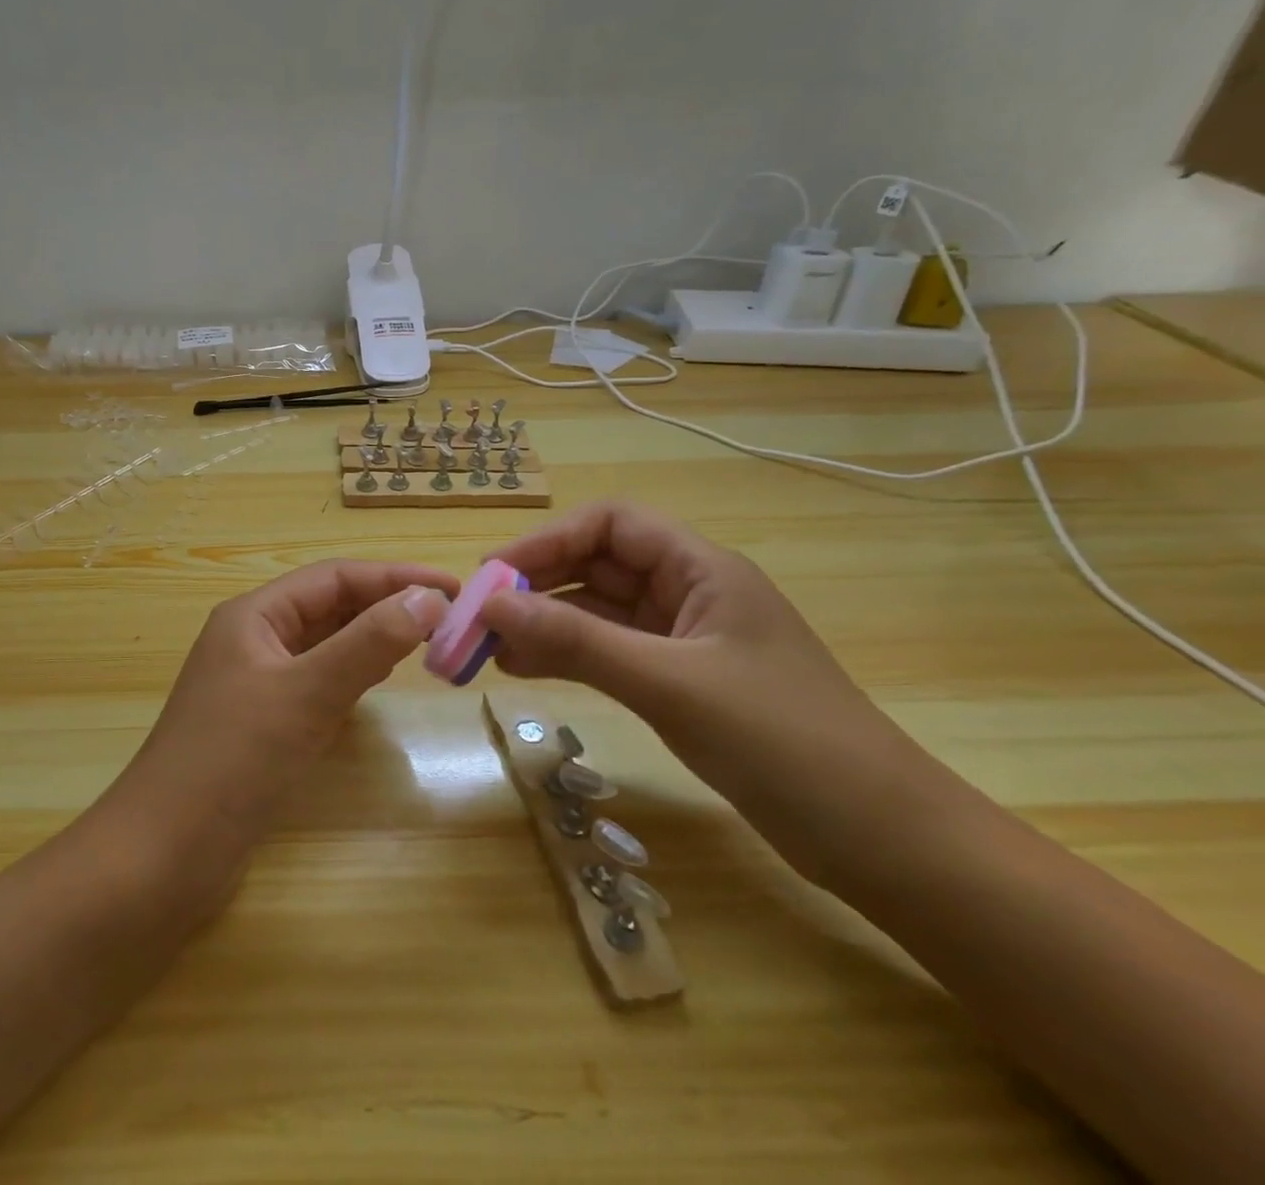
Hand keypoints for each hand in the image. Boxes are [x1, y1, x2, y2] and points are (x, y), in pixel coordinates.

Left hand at [109, 561, 455, 876]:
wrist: (163, 857)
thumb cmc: (232, 761)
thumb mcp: (306, 693)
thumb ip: (368, 643)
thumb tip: (428, 597)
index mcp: (254, 615)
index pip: (334, 577)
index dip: (394, 577)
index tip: (453, 588)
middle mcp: (254, 639)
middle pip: (330, 606)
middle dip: (386, 606)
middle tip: (449, 619)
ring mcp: (256, 683)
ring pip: (325, 644)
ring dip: (373, 639)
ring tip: (426, 642)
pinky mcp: (263, 724)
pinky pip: (318, 682)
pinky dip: (353, 675)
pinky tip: (378, 683)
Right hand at [480, 502, 955, 882]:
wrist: (883, 840)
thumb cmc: (783, 742)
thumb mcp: (670, 684)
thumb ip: (578, 641)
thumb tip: (492, 606)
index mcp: (701, 569)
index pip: (610, 524)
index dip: (547, 541)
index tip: (494, 578)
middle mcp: (689, 593)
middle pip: (598, 565)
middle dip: (537, 585)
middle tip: (481, 619)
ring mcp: (685, 640)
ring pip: (599, 611)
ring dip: (546, 622)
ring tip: (493, 649)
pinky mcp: (681, 682)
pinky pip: (610, 652)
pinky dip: (568, 655)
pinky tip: (529, 670)